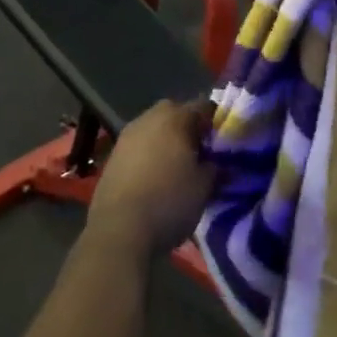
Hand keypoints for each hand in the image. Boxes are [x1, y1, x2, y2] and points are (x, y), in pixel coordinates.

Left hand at [86, 100, 215, 257]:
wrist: (119, 230)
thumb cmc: (169, 201)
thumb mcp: (205, 186)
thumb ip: (215, 166)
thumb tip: (217, 162)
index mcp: (175, 118)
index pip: (204, 106)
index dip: (217, 122)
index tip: (225, 141)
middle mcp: (148, 119)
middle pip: (175, 113)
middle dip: (189, 128)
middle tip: (201, 152)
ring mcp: (126, 137)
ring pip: (154, 129)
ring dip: (166, 141)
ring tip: (178, 167)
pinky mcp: (112, 157)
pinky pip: (138, 147)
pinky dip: (149, 156)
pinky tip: (155, 178)